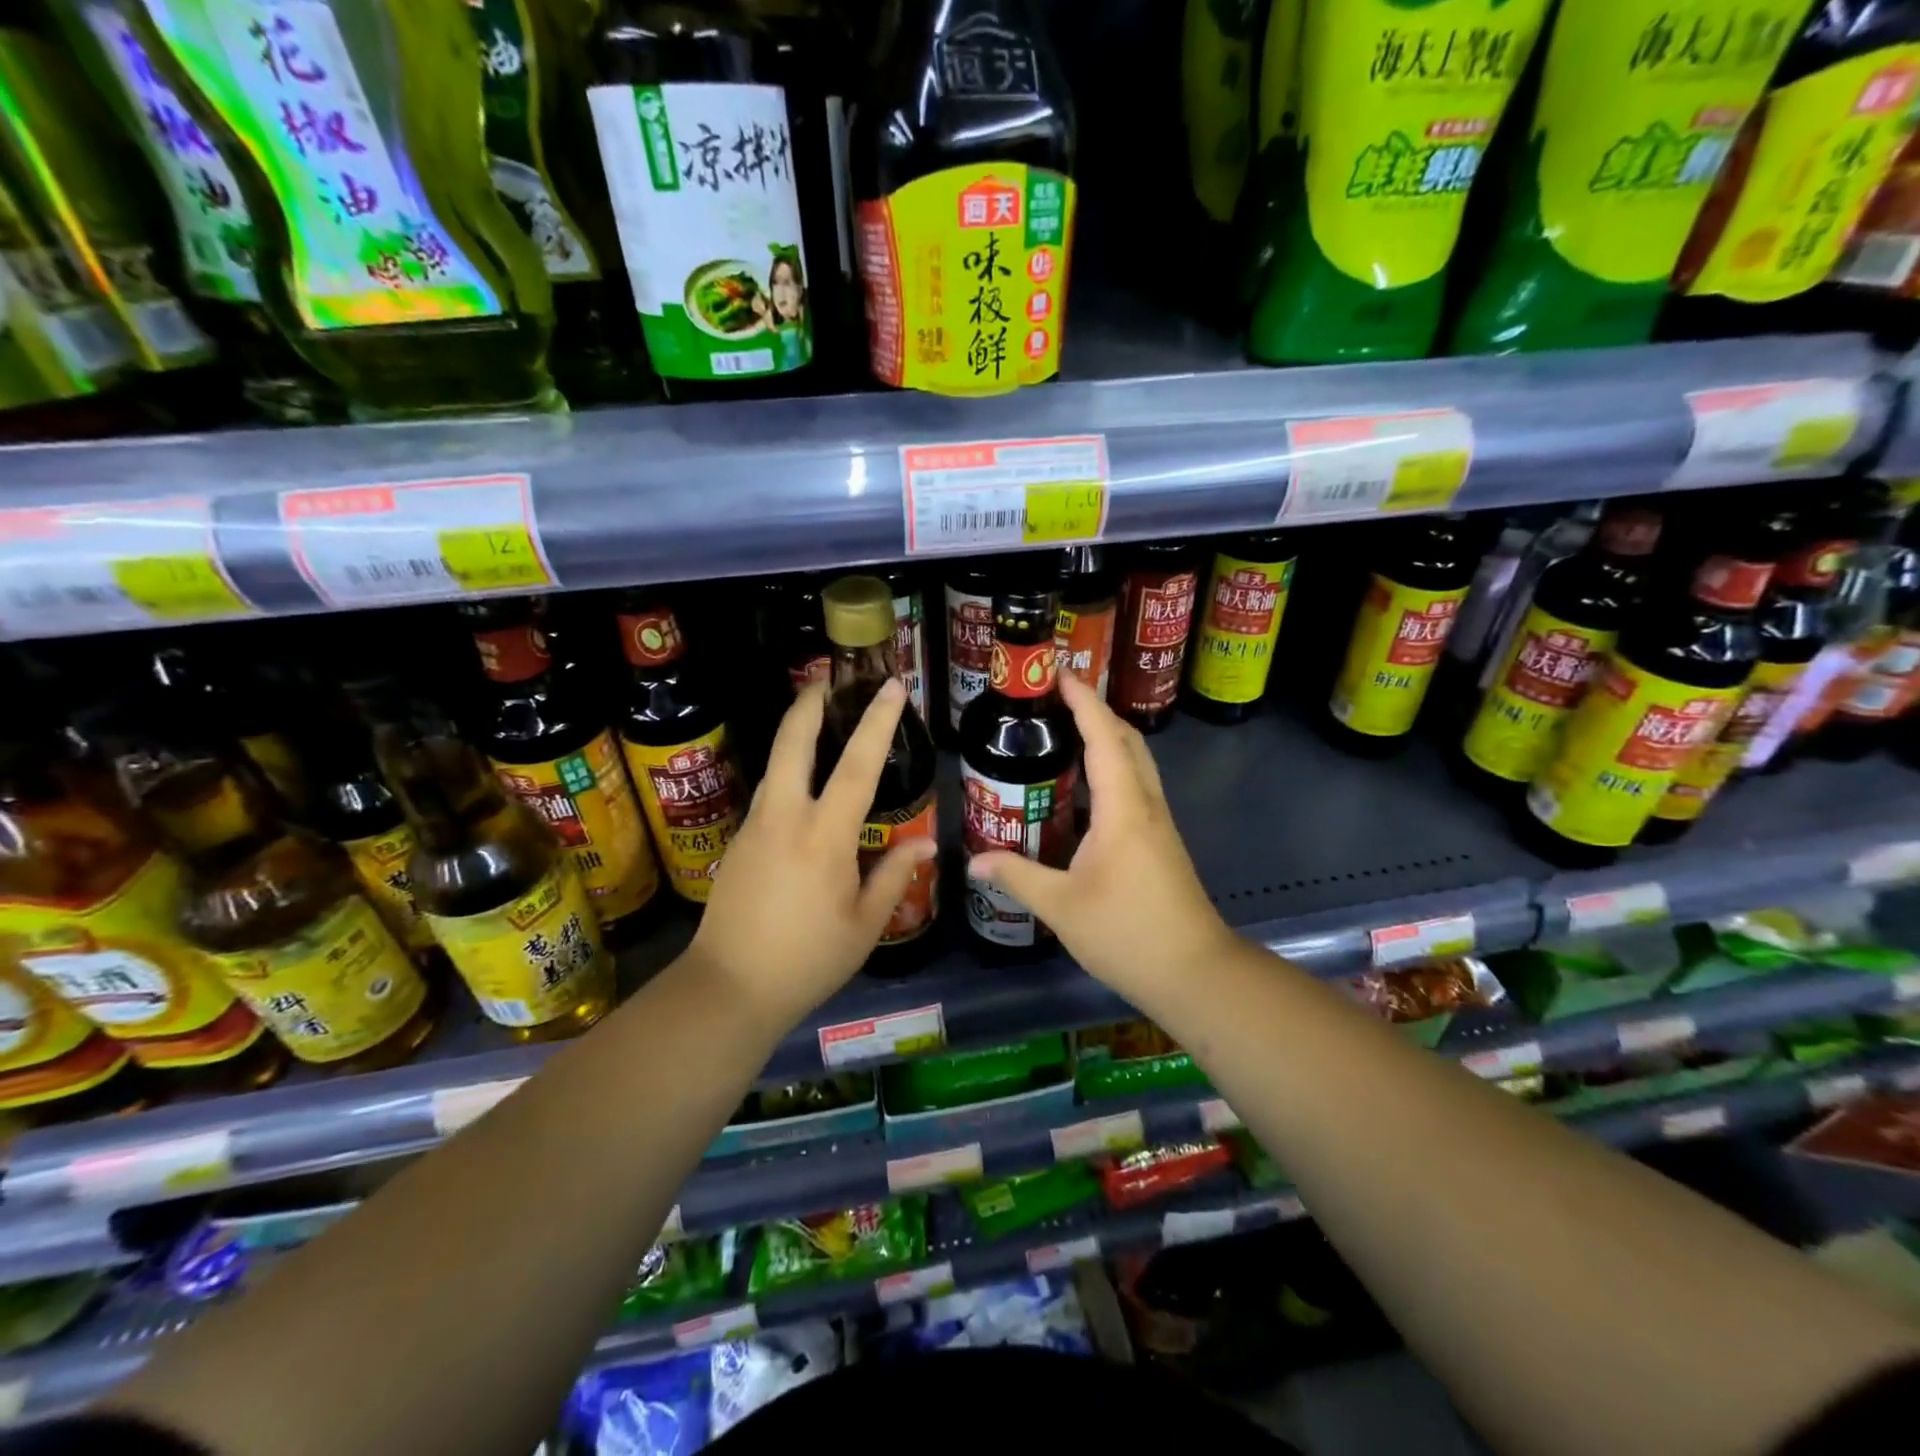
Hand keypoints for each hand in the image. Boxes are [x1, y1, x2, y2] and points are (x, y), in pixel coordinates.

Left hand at [689, 678, 935, 1030]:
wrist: (727, 989)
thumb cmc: (807, 960)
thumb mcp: (864, 925)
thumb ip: (895, 876)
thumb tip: (927, 843)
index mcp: (823, 837)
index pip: (856, 766)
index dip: (878, 722)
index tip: (892, 686)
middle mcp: (784, 818)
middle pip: (793, 741)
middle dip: (811, 702)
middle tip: (830, 678)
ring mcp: (754, 826)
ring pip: (776, 764)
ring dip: (797, 733)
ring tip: (821, 721)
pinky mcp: (738, 841)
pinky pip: (769, 793)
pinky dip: (789, 771)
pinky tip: (804, 785)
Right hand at [968, 672, 1235, 998]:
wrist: (1193, 972)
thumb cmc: (1128, 933)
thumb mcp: (1061, 906)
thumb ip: (1017, 876)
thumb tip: (974, 861)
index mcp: (1123, 808)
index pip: (1103, 736)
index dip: (1082, 700)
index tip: (1057, 673)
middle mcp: (1145, 804)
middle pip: (1126, 739)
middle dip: (1094, 710)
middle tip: (1053, 700)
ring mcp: (1158, 822)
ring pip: (1135, 761)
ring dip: (1106, 737)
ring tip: (1063, 732)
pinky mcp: (1159, 841)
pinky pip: (1135, 786)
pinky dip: (1111, 767)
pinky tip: (1083, 788)